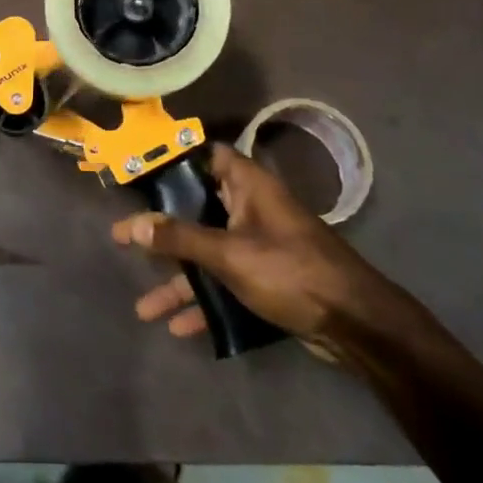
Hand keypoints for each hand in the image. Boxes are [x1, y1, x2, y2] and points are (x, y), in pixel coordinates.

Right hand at [111, 144, 391, 349]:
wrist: (356, 326)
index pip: (206, 155)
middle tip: (126, 238)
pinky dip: (204, 301)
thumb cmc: (291, 272)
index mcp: (248, 186)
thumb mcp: (229, 254)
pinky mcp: (266, 279)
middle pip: (198, 209)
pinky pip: (225, 283)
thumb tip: (133, 225)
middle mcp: (251, 209)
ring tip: (143, 306)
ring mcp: (259, 246)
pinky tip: (177, 327)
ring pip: (208, 254)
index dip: (173, 160)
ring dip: (179, 279)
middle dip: (163, 229)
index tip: (139, 173)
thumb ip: (179, 239)